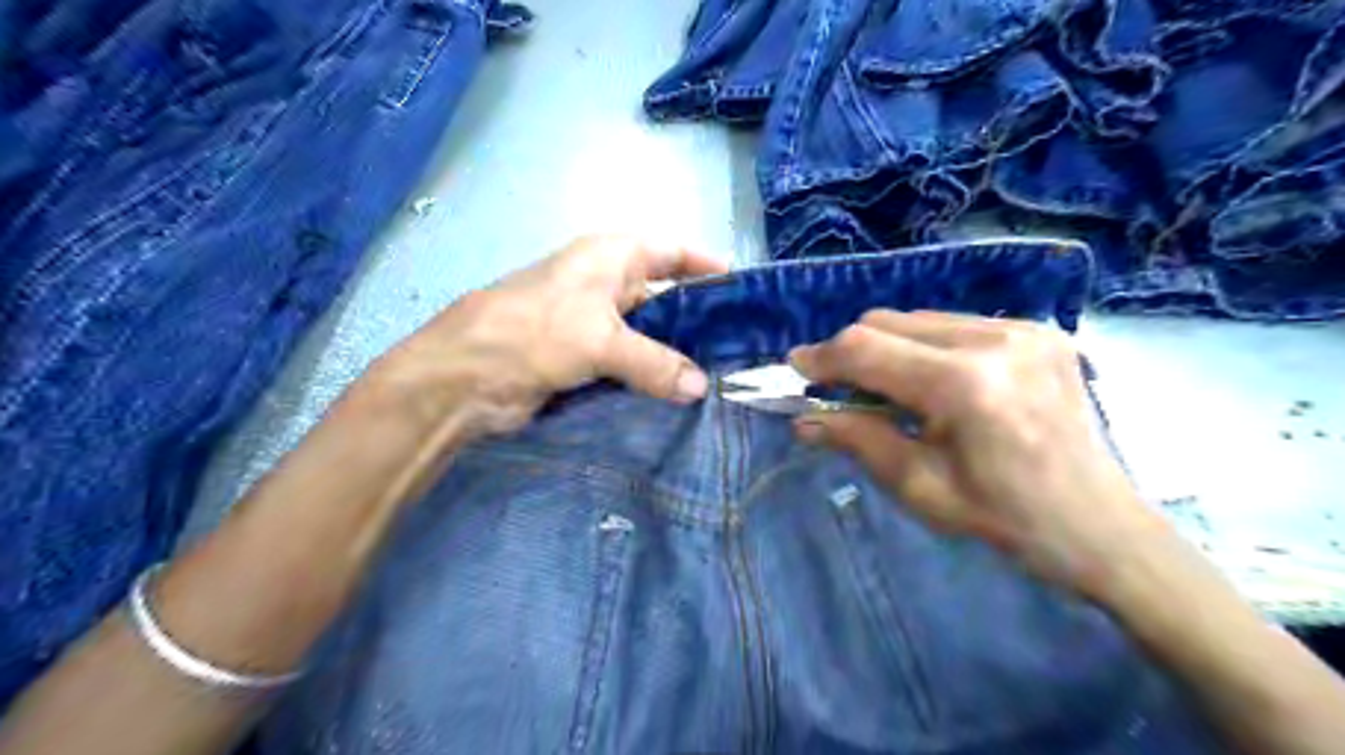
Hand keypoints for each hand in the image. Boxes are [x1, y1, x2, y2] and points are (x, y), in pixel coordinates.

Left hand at [365, 233, 725, 437]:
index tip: (745, 290)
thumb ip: (655, 362)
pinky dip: (651, 376)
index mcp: (611, 256)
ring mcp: (594, 321)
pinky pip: (630, 363)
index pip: (673, 251)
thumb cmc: (534, 333)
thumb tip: (701, 387)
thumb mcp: (601, 340)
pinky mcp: (583, 357)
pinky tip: (678, 394)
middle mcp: (606, 282)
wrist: (464, 377)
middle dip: (698, 318)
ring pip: (648, 333)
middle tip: (740, 347)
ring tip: (719, 376)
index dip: (707, 265)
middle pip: (665, 294)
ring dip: (675, 354)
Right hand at [790, 309, 1168, 597]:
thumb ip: (857, 441)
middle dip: (852, 352)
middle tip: (839, 389)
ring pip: (918, 317)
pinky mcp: (1038, 329)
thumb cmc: (1004, 518)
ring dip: (888, 348)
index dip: (822, 357)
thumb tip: (803, 419)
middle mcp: (994, 339)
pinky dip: (925, 347)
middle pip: (888, 321)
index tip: (796, 370)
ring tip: (889, 390)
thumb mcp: (919, 488)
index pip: (867, 348)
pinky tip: (934, 383)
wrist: (1100, 527)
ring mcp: (1022, 328)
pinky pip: (953, 324)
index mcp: (965, 385)